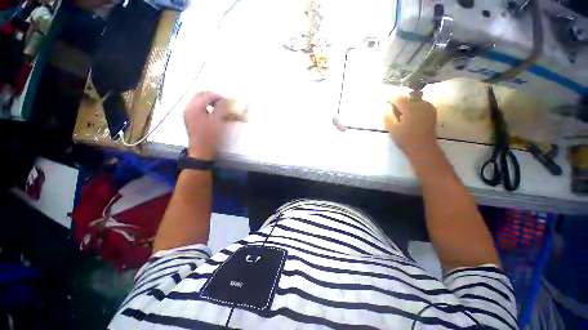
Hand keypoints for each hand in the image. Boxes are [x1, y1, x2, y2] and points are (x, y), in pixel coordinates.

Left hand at [183, 91, 226, 160]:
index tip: (227, 102)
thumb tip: (225, 100)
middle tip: (222, 103)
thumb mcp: (218, 122)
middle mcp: (189, 107)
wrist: (201, 150)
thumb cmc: (210, 136)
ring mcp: (187, 112)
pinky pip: (196, 106)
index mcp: (195, 107)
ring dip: (208, 100)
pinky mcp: (188, 117)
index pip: (207, 95)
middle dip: (212, 96)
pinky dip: (204, 105)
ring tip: (217, 108)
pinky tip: (210, 113)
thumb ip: (221, 108)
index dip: (218, 97)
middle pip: (200, 94)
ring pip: (197, 99)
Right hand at [384, 93, 438, 158]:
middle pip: (407, 97)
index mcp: (411, 107)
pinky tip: (410, 117)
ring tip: (402, 116)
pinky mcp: (432, 111)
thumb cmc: (405, 139)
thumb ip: (387, 115)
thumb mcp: (392, 128)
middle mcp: (421, 103)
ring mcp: (428, 107)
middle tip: (394, 113)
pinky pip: (420, 104)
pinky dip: (414, 108)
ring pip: (414, 100)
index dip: (390, 101)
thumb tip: (385, 106)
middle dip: (399, 103)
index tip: (386, 107)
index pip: (398, 98)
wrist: (423, 148)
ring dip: (407, 105)